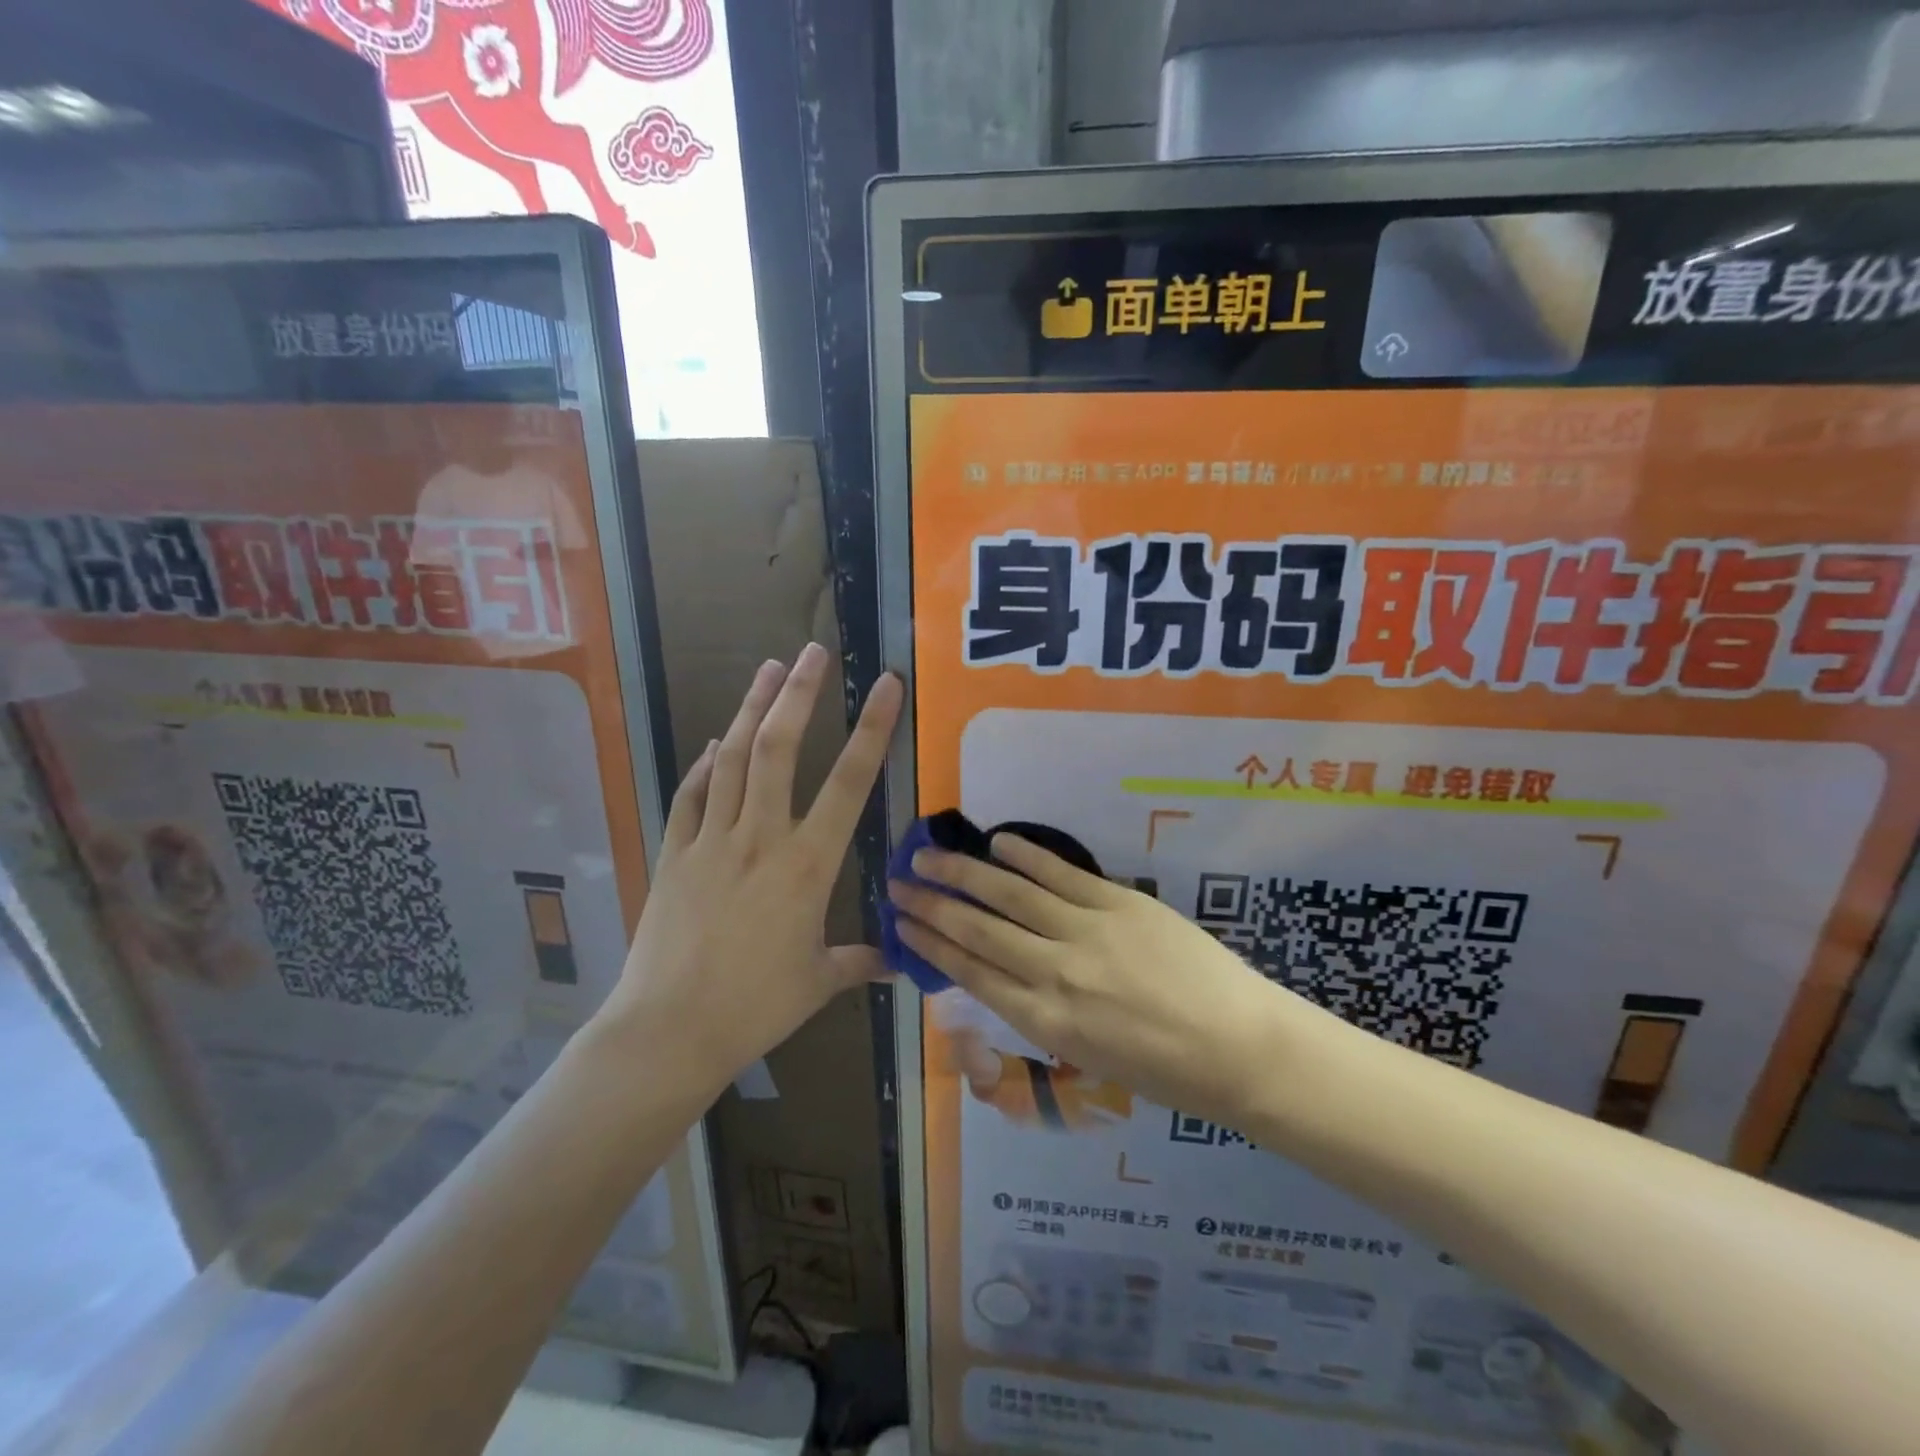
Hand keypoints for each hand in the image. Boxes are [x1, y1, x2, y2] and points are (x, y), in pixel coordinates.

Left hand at [606, 644, 901, 1087]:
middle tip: (813, 652)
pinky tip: (714, 743)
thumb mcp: (817, 982)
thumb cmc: (755, 1007)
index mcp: (807, 865)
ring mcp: (711, 841)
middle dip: (799, 694)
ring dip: (751, 709)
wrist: (669, 1030)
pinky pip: (692, 795)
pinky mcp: (674, 853)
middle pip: (778, 749)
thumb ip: (858, 961)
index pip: (848, 783)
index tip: (886, 685)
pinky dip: (705, 764)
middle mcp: (760, 837)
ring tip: (769, 669)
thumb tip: (897, 962)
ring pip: (732, 758)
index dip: (872, 729)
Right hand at [889, 834, 1305, 1124]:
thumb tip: (1005, 974)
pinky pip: (1062, 874)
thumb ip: (1041, 1014)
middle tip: (899, 882)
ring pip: (1011, 896)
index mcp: (1044, 1023)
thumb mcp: (1087, 1058)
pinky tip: (998, 842)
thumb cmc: (1164, 1070)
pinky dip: (1026, 857)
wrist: (1239, 1048)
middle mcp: (1054, 974)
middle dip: (932, 905)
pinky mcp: (1120, 903)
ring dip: (965, 873)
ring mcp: (1087, 933)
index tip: (901, 924)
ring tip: (929, 855)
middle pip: (978, 930)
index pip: (971, 973)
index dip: (930, 944)